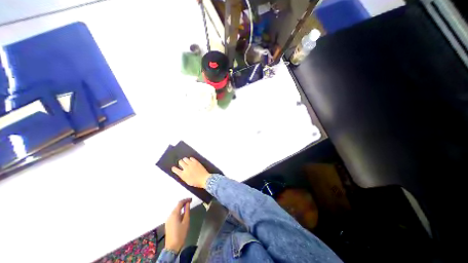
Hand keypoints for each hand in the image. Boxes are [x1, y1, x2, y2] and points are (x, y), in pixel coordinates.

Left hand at [164, 198, 191, 252]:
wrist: (172, 247)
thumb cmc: (181, 233)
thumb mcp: (186, 221)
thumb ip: (187, 211)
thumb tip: (188, 203)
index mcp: (174, 214)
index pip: (180, 203)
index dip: (186, 200)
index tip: (191, 199)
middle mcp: (170, 215)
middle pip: (177, 206)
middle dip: (183, 203)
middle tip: (190, 202)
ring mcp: (168, 220)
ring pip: (175, 210)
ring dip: (181, 207)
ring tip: (187, 207)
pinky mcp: (168, 224)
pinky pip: (174, 215)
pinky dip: (178, 212)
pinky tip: (182, 214)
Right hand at [171, 158, 211, 188]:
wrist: (204, 179)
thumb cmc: (196, 182)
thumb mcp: (187, 181)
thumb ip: (183, 176)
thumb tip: (181, 172)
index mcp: (183, 174)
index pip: (175, 170)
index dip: (174, 168)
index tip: (174, 168)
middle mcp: (186, 168)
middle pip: (180, 162)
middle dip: (180, 162)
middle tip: (182, 163)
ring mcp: (191, 164)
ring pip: (185, 159)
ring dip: (185, 160)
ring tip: (186, 161)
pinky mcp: (196, 162)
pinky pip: (191, 158)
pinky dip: (190, 159)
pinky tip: (191, 160)